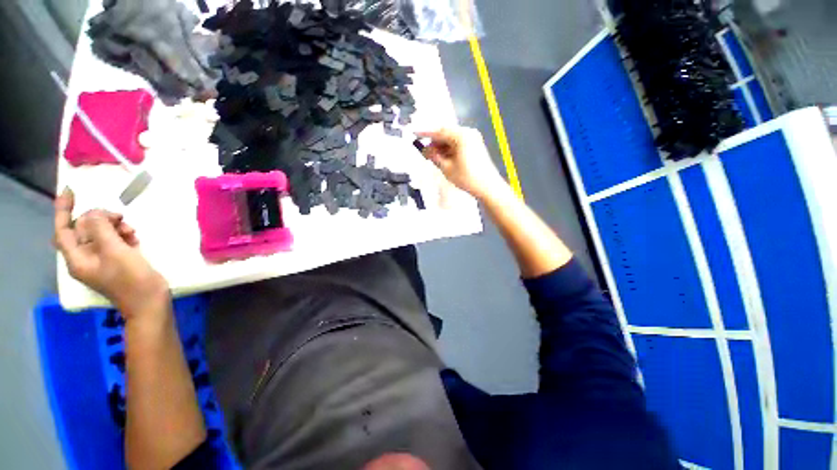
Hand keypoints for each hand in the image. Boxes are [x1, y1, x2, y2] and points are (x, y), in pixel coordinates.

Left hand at [54, 188, 168, 318]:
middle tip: (119, 216)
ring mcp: (102, 260)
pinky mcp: (117, 261)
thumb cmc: (130, 279)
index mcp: (78, 258)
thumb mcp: (115, 251)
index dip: (63, 210)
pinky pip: (113, 241)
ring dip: (115, 227)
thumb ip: (100, 229)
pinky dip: (123, 235)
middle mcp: (85, 258)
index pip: (63, 230)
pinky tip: (134, 237)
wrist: (150, 301)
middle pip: (85, 229)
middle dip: (100, 219)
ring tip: (131, 231)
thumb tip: (93, 212)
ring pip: (101, 234)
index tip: (70, 191)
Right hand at [416, 128, 506, 200]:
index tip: (414, 133)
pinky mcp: (475, 145)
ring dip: (441, 146)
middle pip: (446, 133)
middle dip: (434, 142)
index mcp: (461, 136)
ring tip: (433, 158)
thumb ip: (434, 156)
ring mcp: (473, 138)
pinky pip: (458, 143)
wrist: (487, 187)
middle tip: (425, 152)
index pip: (439, 131)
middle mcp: (468, 133)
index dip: (425, 133)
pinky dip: (449, 149)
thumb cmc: (467, 178)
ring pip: (451, 139)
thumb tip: (424, 150)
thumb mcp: (446, 168)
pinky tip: (443, 158)